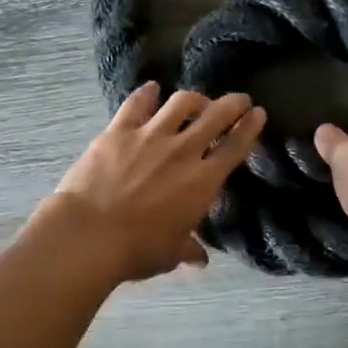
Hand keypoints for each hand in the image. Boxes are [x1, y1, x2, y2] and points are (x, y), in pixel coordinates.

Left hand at [49, 82, 265, 281]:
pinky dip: (147, 93)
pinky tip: (151, 88)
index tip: (258, 113)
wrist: (90, 234)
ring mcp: (150, 136)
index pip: (235, 148)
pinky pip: (136, 104)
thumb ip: (188, 249)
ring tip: (196, 100)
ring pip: (180, 103)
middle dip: (232, 104)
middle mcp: (182, 151)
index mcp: (203, 182)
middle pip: (215, 116)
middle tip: (239, 99)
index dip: (250, 128)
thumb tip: (200, 259)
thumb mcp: (170, 254)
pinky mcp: (118, 131)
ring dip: (194, 99)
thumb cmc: (137, 249)